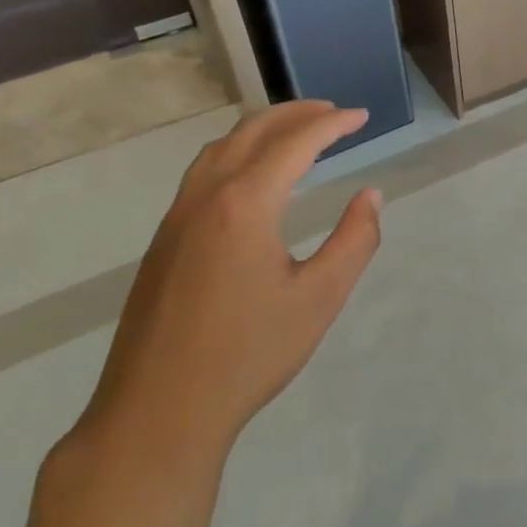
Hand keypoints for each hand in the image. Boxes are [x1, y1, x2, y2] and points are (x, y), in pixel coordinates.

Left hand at [78, 102, 382, 464]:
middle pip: (252, 131)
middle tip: (334, 113)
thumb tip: (370, 196)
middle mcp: (205, 197)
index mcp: (244, 204)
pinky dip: (237, 153)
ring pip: (220, 148)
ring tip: (296, 133)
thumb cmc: (248, 355)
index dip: (333, 124)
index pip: (295, 142)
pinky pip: (203, 173)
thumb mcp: (320, 298)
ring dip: (262, 129)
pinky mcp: (163, 241)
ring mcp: (176, 218)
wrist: (157, 413)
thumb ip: (354, 240)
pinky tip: (253, 178)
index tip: (362, 116)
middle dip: (296, 114)